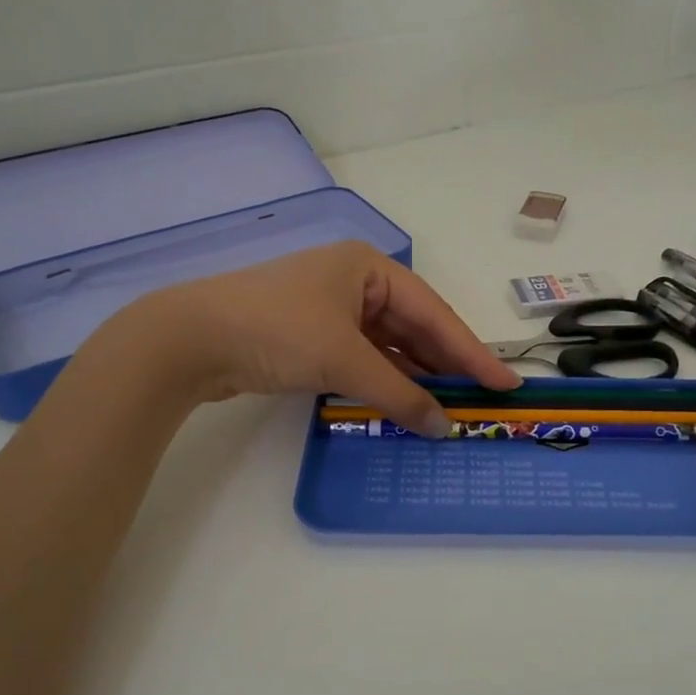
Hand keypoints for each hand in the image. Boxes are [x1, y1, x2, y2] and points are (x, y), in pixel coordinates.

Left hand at [104, 242, 520, 435]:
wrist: (189, 338)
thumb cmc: (277, 331)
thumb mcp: (344, 360)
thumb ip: (398, 393)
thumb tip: (442, 427)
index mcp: (369, 267)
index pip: (434, 313)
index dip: (472, 351)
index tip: (506, 382)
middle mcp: (355, 281)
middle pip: (413, 326)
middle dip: (445, 363)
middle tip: (483, 398)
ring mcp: (331, 307)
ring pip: (388, 343)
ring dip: (415, 374)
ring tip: (450, 405)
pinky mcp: (310, 333)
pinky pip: (362, 356)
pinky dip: (384, 378)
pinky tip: (404, 401)